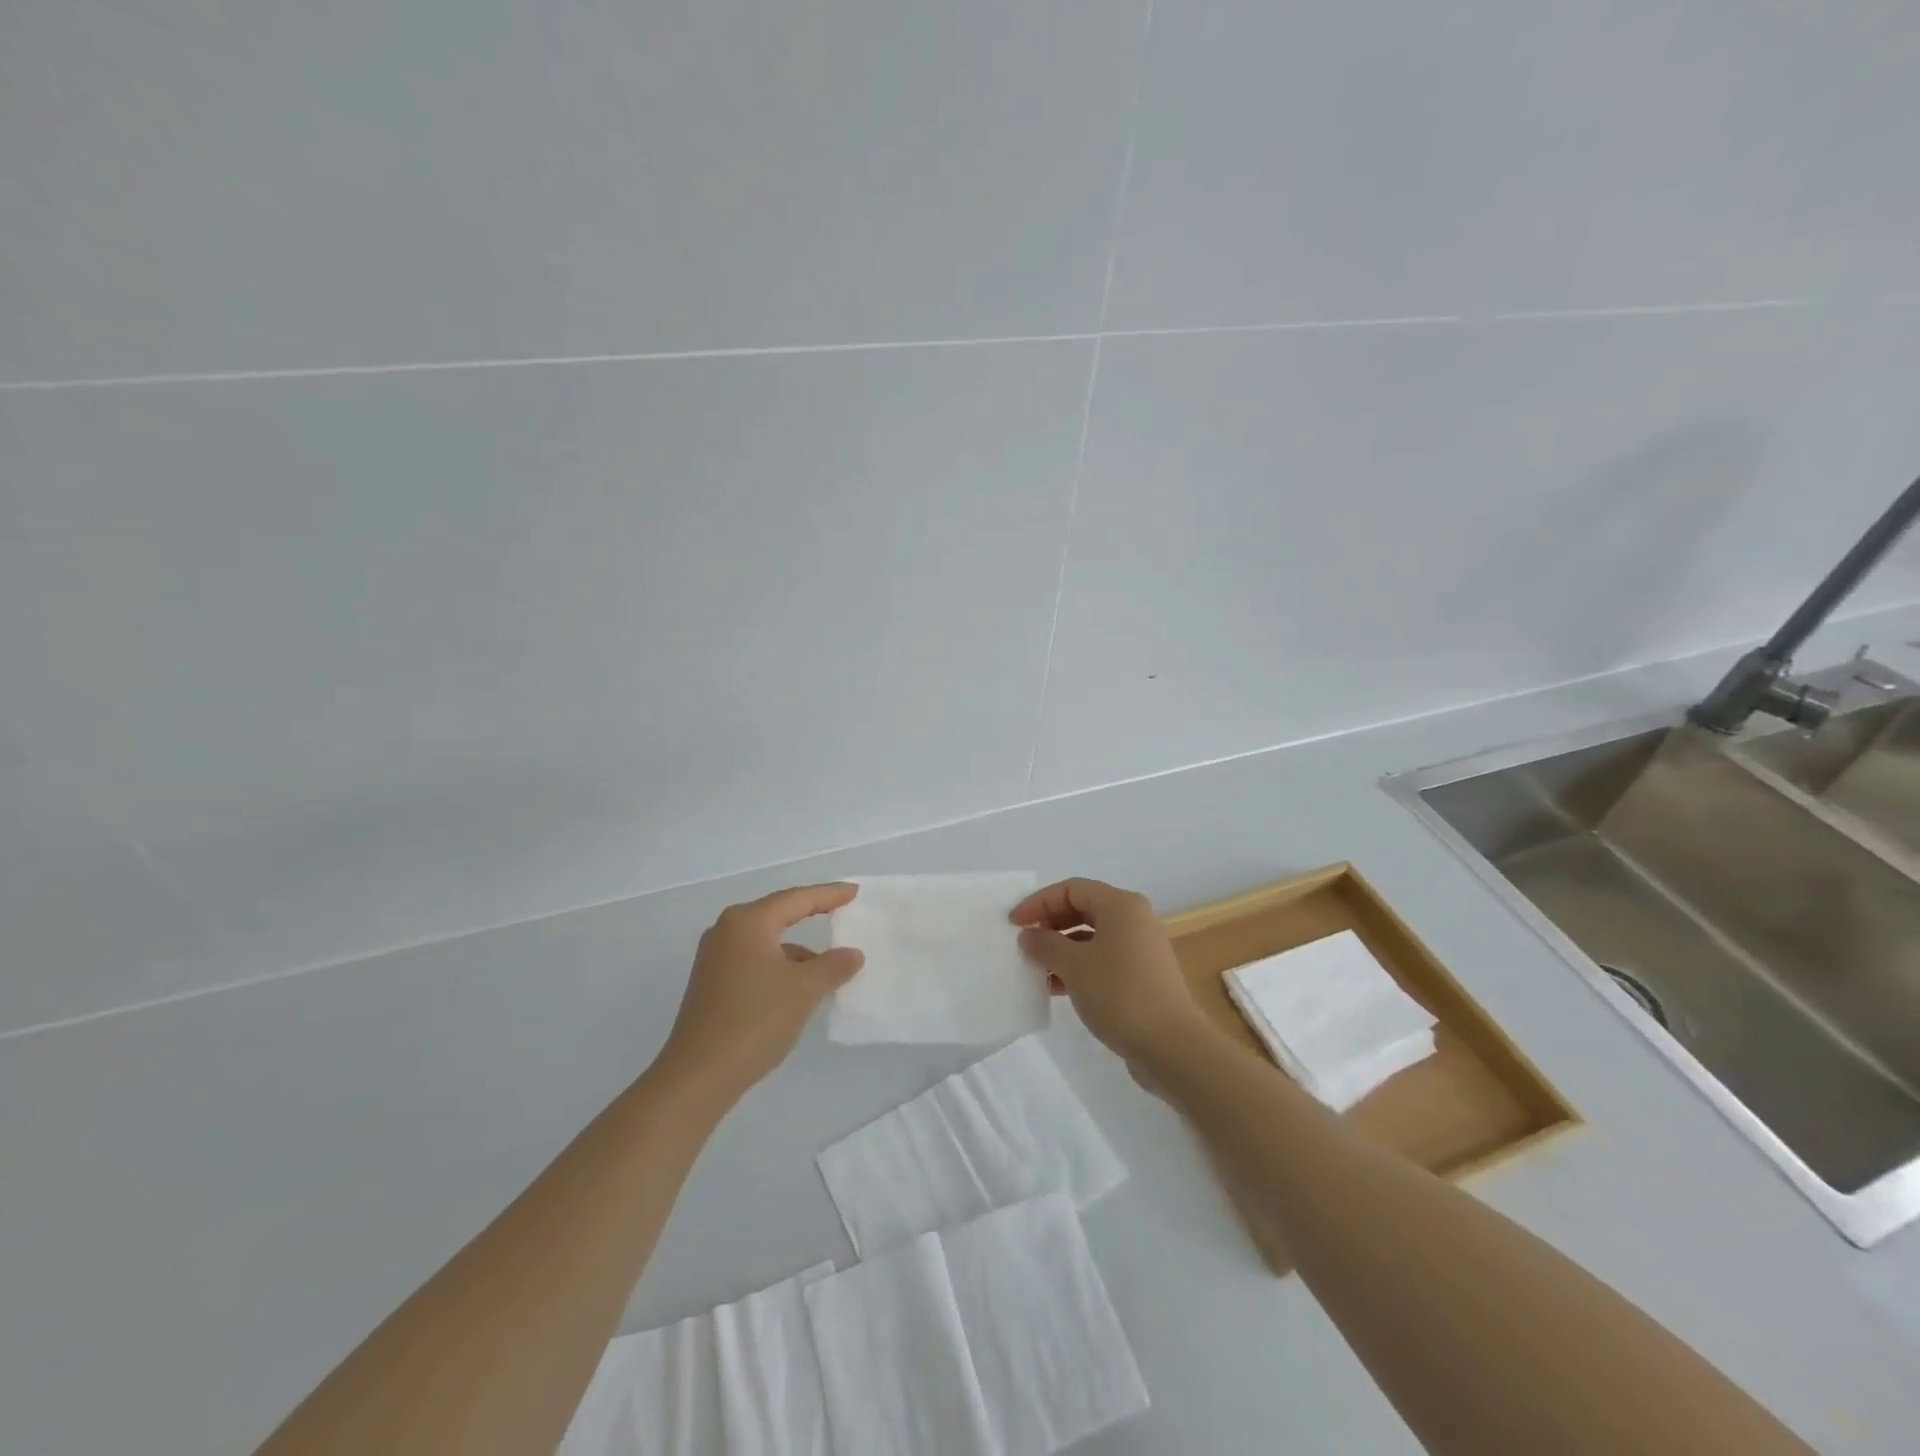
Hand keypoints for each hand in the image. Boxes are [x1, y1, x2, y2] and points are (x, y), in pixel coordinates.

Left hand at [656, 884, 864, 1103]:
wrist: (699, 1076)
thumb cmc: (754, 1021)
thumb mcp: (804, 990)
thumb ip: (833, 966)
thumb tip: (853, 954)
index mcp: (748, 922)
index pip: (797, 899)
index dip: (829, 894)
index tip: (854, 892)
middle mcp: (728, 931)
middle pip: (779, 914)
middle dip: (812, 914)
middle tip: (843, 910)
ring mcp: (717, 958)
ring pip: (768, 941)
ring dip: (799, 949)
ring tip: (831, 964)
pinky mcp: (714, 983)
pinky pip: (757, 960)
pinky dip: (781, 967)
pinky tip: (800, 988)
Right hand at [1011, 878, 1207, 1066]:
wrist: (1171, 1046)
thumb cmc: (1120, 994)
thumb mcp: (1074, 966)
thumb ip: (1045, 945)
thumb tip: (1029, 935)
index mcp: (1120, 905)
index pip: (1071, 888)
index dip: (1039, 902)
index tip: (1014, 924)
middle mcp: (1134, 919)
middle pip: (1082, 909)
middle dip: (1049, 924)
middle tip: (1024, 944)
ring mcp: (1140, 948)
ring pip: (1091, 937)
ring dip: (1061, 949)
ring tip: (1035, 969)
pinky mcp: (1142, 975)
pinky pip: (1102, 959)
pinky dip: (1078, 967)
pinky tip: (1056, 988)